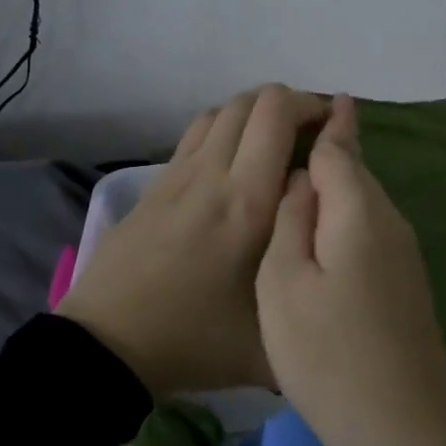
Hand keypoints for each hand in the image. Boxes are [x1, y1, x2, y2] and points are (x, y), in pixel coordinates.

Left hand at [59, 84, 327, 395]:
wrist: (108, 344)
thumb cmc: (194, 340)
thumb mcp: (270, 341)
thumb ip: (310, 301)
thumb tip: (337, 274)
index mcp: (248, 201)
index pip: (278, 115)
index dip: (312, 106)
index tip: (336, 127)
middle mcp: (213, 173)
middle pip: (251, 101)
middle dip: (289, 105)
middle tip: (311, 136)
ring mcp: (178, 175)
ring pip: (221, 111)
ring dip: (254, 115)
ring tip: (274, 146)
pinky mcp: (154, 186)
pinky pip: (196, 134)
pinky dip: (224, 131)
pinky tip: (232, 167)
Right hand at [256, 95, 445, 445]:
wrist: (404, 429)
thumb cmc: (329, 355)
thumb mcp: (284, 284)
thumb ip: (291, 219)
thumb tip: (303, 179)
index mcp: (359, 211)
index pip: (340, 147)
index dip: (324, 121)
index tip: (311, 99)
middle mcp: (389, 221)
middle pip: (356, 170)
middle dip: (331, 146)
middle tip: (291, 133)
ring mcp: (403, 253)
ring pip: (363, 201)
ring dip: (335, 183)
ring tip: (297, 175)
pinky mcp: (405, 282)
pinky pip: (369, 229)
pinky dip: (344, 217)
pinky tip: (322, 230)